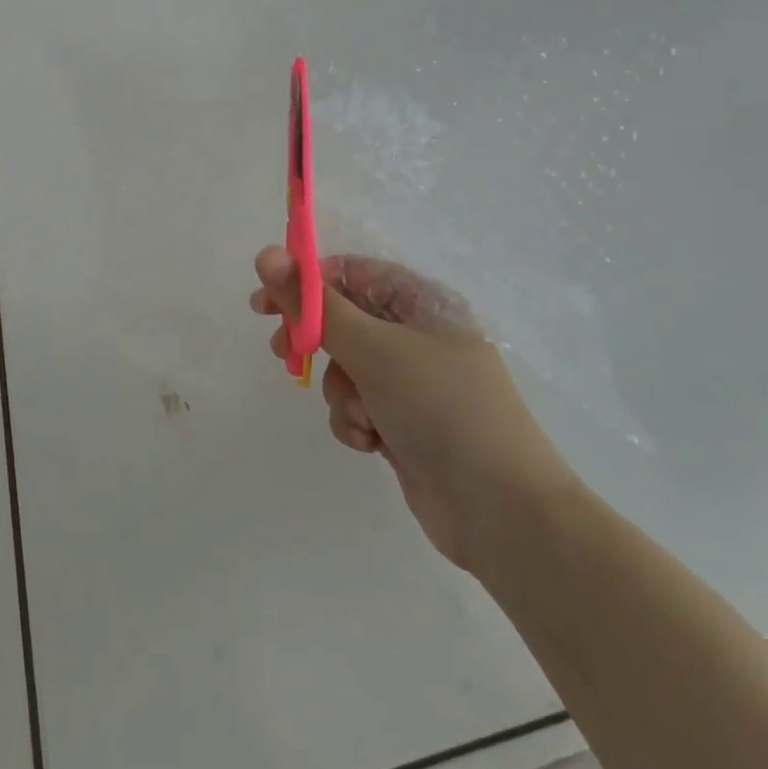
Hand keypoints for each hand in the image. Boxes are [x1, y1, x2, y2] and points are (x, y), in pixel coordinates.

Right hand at [251, 248, 579, 573]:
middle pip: (344, 319)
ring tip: (361, 414)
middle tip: (282, 352)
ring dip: (341, 390)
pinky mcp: (405, 422)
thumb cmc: (440, 408)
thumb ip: (315, 305)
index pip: (351, 273)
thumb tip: (265, 255)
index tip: (265, 301)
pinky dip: (355, 420)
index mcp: (422, 302)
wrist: (502, 513)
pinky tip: (371, 442)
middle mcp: (418, 335)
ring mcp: (412, 382)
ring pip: (347, 367)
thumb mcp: (373, 349)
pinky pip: (359, 405)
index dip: (306, 282)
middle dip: (315, 339)